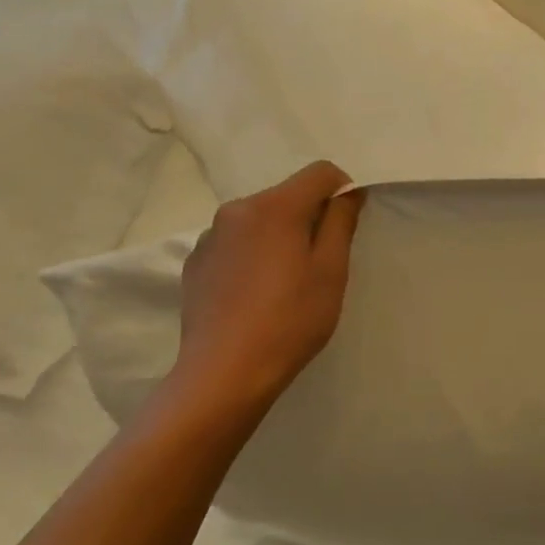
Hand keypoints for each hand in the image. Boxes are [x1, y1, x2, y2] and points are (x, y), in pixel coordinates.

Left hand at [167, 161, 363, 428]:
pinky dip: (253, 255)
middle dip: (309, 217)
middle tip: (321, 263)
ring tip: (286, 283)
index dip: (343, 191)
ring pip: (260, 220)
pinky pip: (235, 243)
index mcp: (275, 207)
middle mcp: (236, 209)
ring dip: (279, 236)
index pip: (320, 172)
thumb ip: (341, 223)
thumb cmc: (291, 320)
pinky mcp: (196, 263)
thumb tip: (348, 192)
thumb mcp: (331, 271)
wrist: (225, 371)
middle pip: (287, 195)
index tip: (348, 227)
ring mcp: (210, 236)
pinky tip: (256, 295)